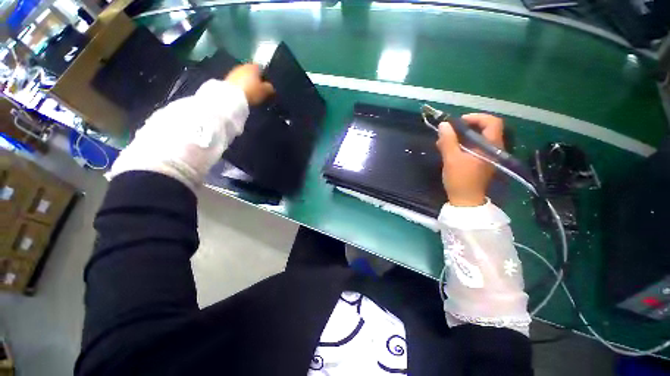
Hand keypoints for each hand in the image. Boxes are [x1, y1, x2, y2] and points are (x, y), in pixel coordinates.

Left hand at [225, 64, 274, 104]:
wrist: (232, 97)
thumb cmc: (252, 92)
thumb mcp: (265, 91)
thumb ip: (269, 88)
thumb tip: (270, 87)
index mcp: (253, 66)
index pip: (261, 68)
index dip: (265, 76)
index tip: (267, 85)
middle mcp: (243, 66)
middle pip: (251, 72)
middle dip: (255, 79)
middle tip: (260, 90)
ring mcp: (234, 72)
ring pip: (244, 77)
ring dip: (247, 83)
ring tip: (252, 93)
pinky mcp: (227, 79)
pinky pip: (238, 82)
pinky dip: (241, 87)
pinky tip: (244, 94)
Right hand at [435, 113, 503, 206]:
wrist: (465, 200)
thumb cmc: (460, 179)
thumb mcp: (451, 159)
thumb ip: (448, 141)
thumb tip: (443, 125)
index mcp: (491, 146)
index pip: (492, 122)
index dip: (476, 117)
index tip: (459, 121)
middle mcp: (493, 148)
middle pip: (484, 129)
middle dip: (466, 127)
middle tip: (450, 130)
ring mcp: (488, 155)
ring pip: (477, 138)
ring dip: (461, 136)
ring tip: (444, 140)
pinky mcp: (480, 161)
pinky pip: (473, 146)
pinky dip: (462, 144)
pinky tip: (448, 148)